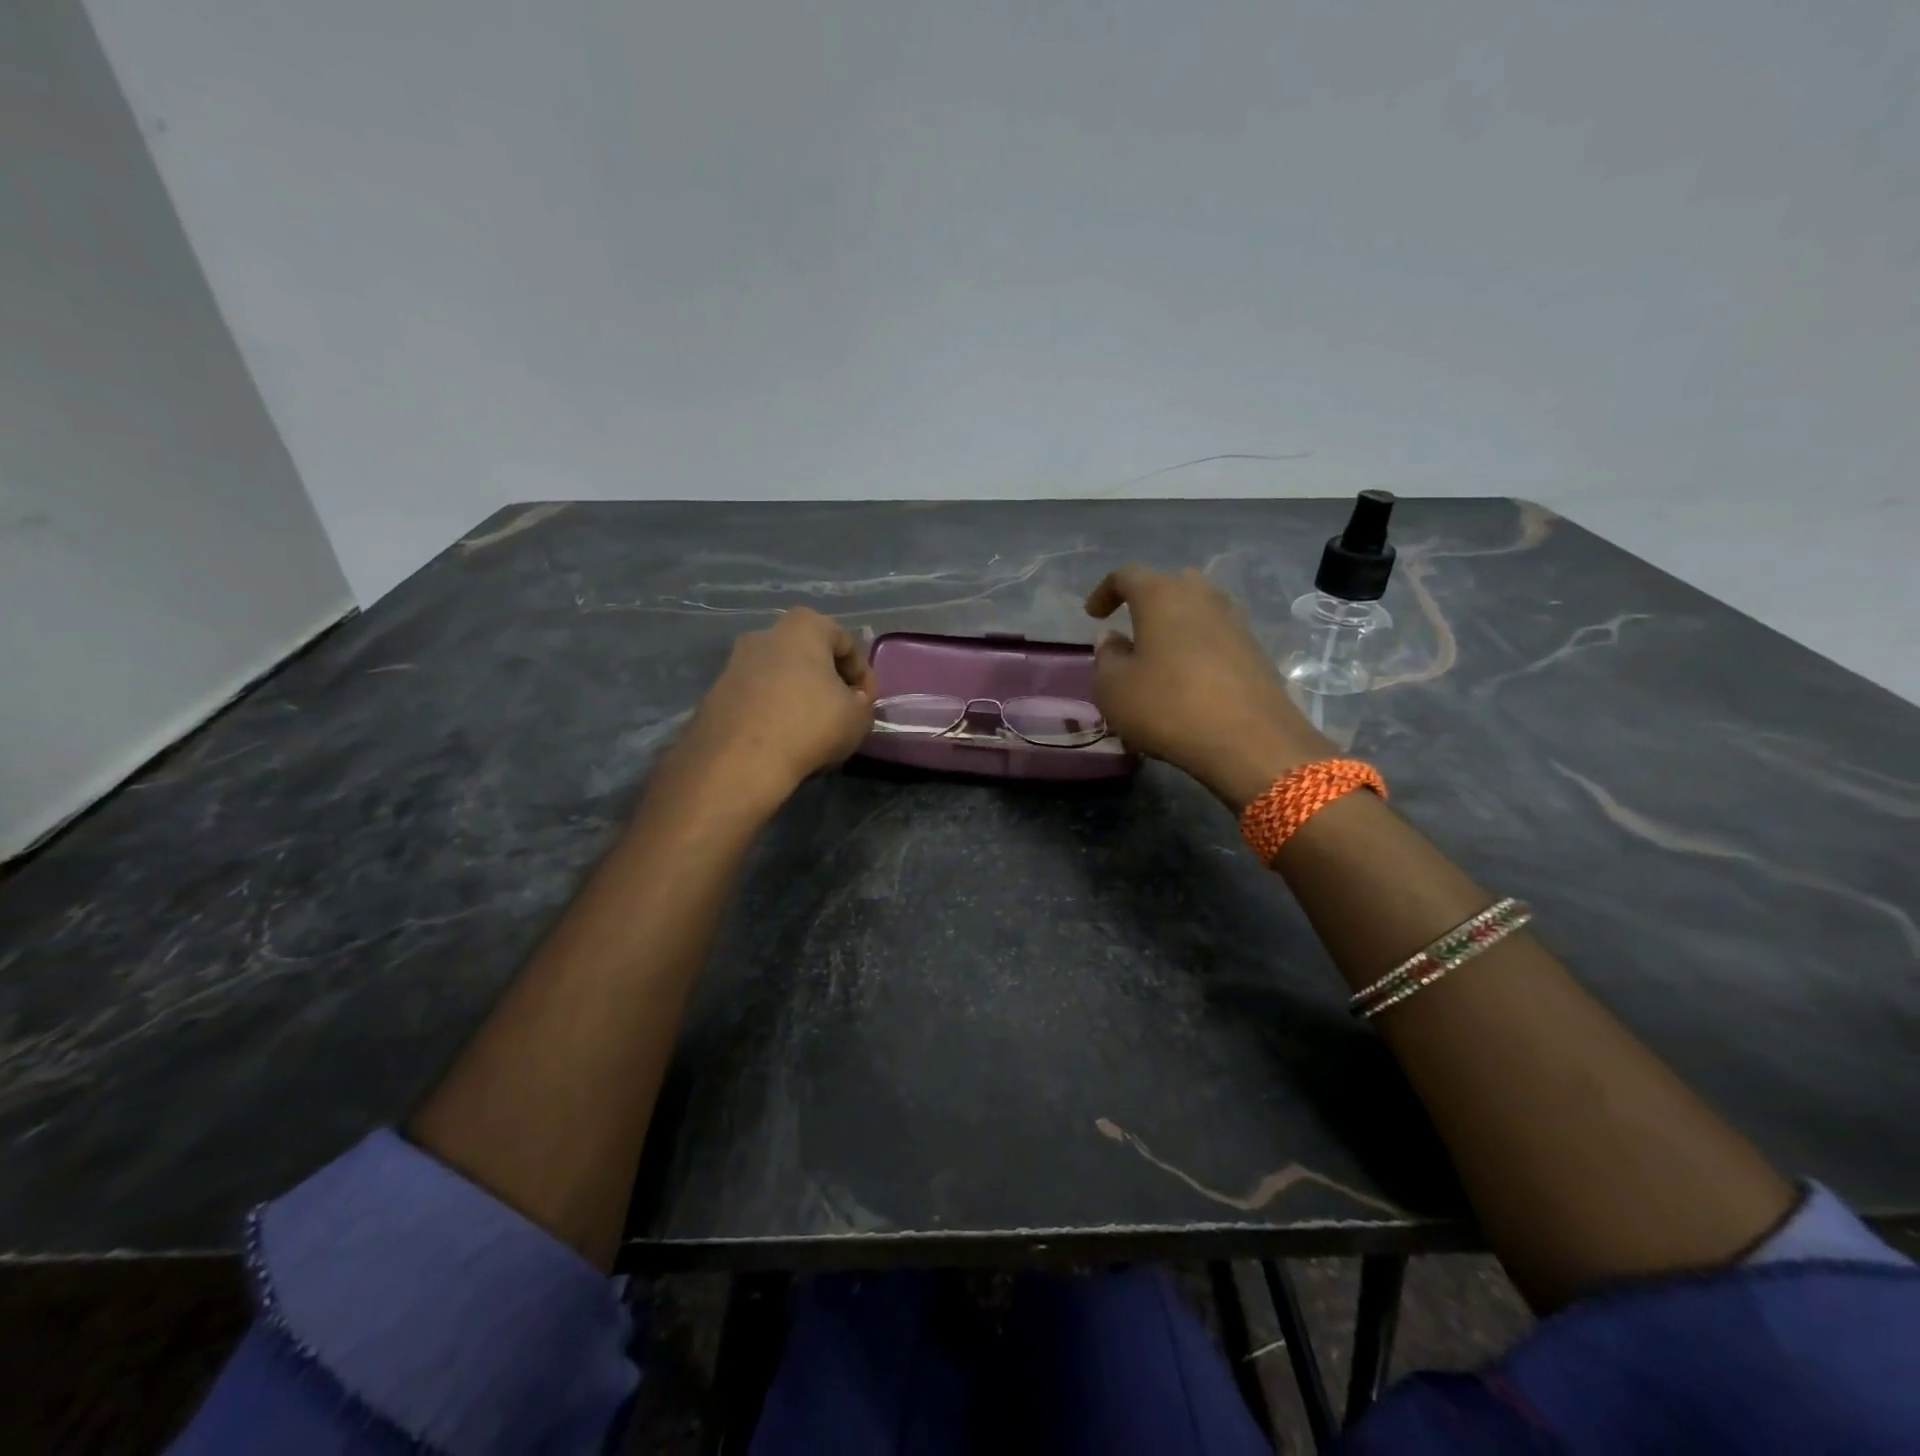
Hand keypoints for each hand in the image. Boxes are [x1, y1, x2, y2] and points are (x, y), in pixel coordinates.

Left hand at [671, 608, 875, 810]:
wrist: (739, 761)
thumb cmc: (809, 725)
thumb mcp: (859, 717)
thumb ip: (862, 702)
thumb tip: (851, 700)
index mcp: (803, 627)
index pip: (846, 642)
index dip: (864, 674)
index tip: (867, 703)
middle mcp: (765, 634)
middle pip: (809, 655)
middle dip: (828, 681)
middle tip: (841, 711)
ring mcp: (735, 662)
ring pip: (780, 675)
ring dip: (799, 696)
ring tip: (812, 729)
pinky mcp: (717, 693)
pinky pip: (757, 697)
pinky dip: (773, 711)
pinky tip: (783, 739)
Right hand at [1086, 566, 1332, 810]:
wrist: (1249, 740)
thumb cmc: (1167, 706)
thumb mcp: (1113, 688)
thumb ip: (1106, 657)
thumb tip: (1112, 639)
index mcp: (1161, 594)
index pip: (1126, 575)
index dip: (1105, 591)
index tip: (1093, 614)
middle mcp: (1202, 595)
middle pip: (1169, 585)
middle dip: (1147, 603)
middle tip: (1131, 629)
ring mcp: (1235, 621)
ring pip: (1197, 610)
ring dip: (1175, 626)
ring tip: (1159, 657)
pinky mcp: (1255, 650)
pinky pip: (1216, 637)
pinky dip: (1197, 648)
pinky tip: (1188, 679)